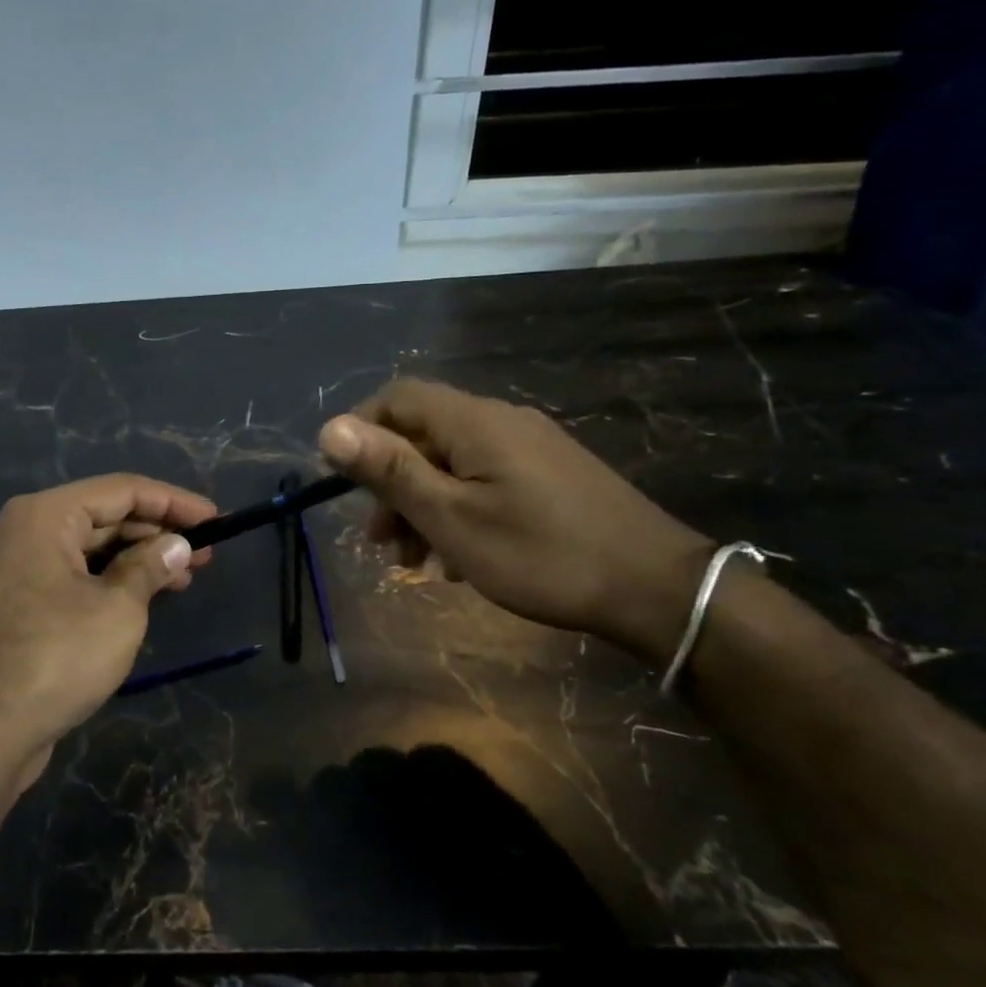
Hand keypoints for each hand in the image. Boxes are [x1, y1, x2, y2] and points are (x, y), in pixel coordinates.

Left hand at [0, 474, 217, 793]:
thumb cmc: (55, 659)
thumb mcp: (118, 609)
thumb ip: (150, 567)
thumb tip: (176, 545)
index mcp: (44, 516)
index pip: (121, 490)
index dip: (174, 502)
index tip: (216, 519)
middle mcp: (23, 532)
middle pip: (103, 518)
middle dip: (157, 533)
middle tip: (206, 554)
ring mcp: (14, 570)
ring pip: (88, 551)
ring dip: (136, 560)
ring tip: (184, 579)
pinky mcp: (14, 606)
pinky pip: (71, 578)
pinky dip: (109, 583)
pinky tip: (143, 599)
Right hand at [318, 379, 710, 661]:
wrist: (656, 589)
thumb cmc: (540, 553)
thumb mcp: (451, 518)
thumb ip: (390, 470)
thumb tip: (329, 428)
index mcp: (474, 422)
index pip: (398, 397)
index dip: (361, 429)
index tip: (343, 482)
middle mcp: (502, 422)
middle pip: (424, 435)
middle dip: (391, 484)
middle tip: (380, 541)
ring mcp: (531, 448)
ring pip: (453, 464)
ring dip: (422, 506)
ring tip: (416, 562)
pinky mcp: (550, 476)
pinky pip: (485, 481)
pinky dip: (458, 512)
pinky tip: (459, 560)